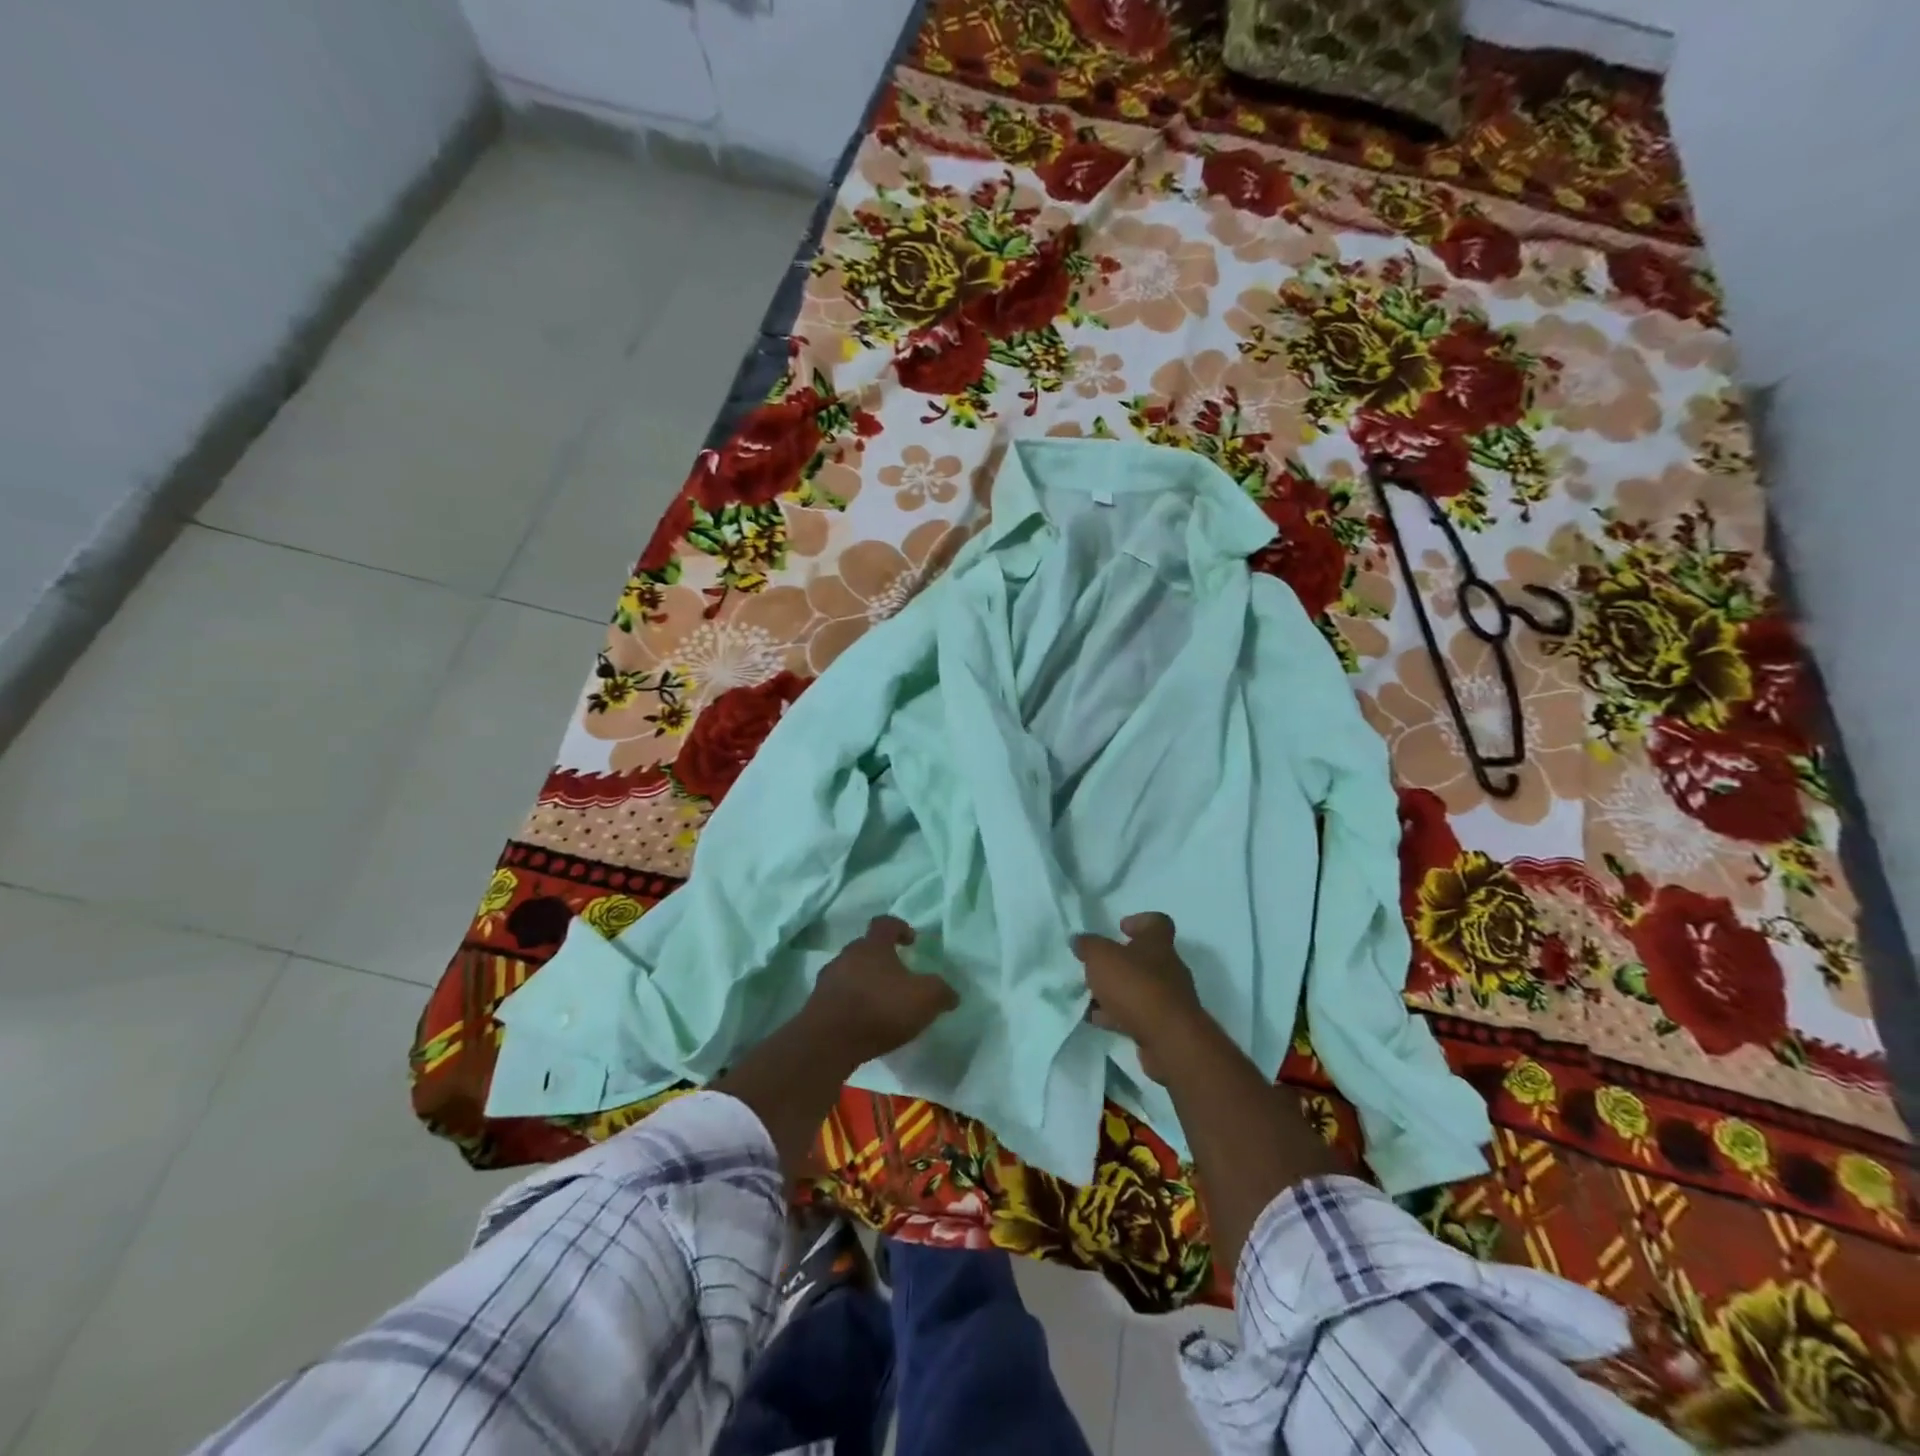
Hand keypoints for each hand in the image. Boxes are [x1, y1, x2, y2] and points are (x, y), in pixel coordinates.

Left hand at [803, 916, 958, 1065]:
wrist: (828, 1042)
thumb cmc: (879, 1009)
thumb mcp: (924, 999)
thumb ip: (941, 992)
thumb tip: (952, 994)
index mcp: (873, 946)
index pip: (885, 923)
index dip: (900, 927)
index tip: (911, 941)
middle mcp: (847, 955)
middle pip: (865, 948)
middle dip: (881, 958)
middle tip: (898, 976)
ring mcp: (828, 980)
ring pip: (850, 972)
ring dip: (864, 982)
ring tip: (880, 1003)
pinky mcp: (816, 1005)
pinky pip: (838, 996)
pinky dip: (851, 1003)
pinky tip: (863, 1022)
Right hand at [1072, 912, 1207, 1082]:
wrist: (1169, 1040)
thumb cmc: (1136, 986)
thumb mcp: (1101, 958)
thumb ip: (1088, 946)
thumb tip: (1079, 940)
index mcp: (1157, 944)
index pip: (1157, 922)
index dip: (1139, 921)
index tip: (1120, 928)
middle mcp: (1168, 968)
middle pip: (1144, 958)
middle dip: (1119, 962)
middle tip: (1095, 966)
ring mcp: (1169, 999)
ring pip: (1138, 988)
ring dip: (1116, 991)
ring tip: (1088, 996)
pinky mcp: (1164, 1027)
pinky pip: (1137, 1015)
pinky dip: (1117, 1016)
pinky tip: (1096, 1020)